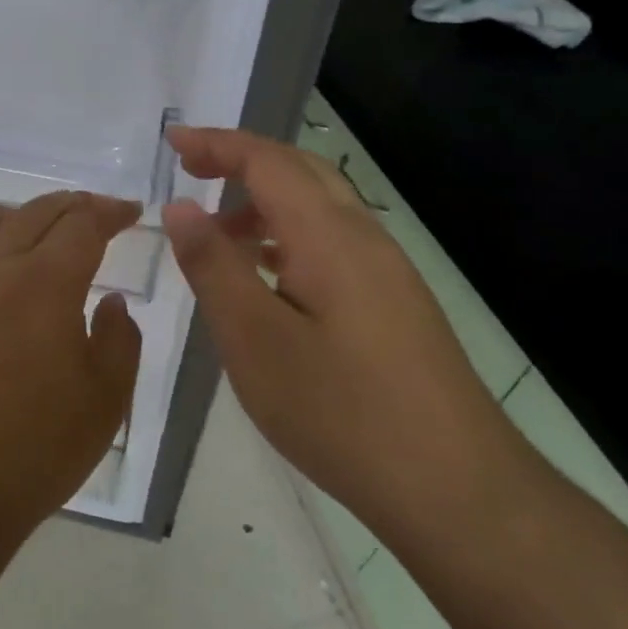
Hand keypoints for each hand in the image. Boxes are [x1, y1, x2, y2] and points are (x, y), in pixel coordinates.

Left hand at [0, 192, 143, 553]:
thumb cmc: (29, 454)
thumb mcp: (105, 403)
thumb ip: (120, 341)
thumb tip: (111, 302)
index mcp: (43, 283)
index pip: (82, 224)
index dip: (110, 211)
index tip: (130, 212)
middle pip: (31, 214)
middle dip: (68, 206)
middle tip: (90, 215)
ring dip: (7, 215)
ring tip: (24, 228)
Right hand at [161, 127, 528, 549]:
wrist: (456, 489)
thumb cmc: (341, 412)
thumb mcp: (255, 340)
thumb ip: (214, 267)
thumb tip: (182, 207)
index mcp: (328, 235)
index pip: (266, 161)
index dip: (217, 143)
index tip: (172, 139)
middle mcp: (363, 237)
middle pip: (299, 171)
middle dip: (241, 161)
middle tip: (191, 171)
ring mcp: (387, 270)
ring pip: (319, 208)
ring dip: (264, 203)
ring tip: (218, 234)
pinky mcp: (395, 302)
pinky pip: (332, 242)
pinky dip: (288, 237)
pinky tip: (269, 279)